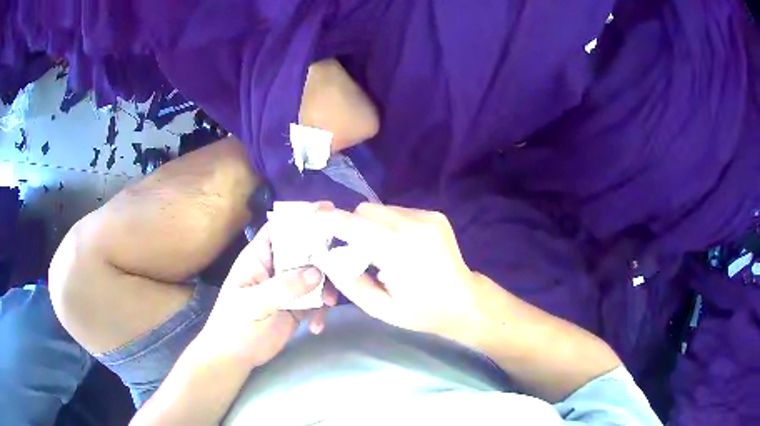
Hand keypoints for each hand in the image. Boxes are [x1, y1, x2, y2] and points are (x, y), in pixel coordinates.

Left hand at [196, 223, 337, 366]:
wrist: (234, 357)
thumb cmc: (234, 325)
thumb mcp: (253, 304)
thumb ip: (283, 287)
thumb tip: (318, 271)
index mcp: (258, 258)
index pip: (280, 229)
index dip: (301, 217)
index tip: (328, 212)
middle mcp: (275, 268)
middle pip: (304, 249)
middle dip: (324, 256)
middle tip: (343, 264)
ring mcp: (287, 288)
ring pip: (315, 275)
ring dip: (327, 287)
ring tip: (329, 304)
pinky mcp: (297, 307)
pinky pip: (317, 300)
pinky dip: (321, 310)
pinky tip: (316, 327)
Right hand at [317, 203, 489, 338]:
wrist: (465, 301)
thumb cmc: (422, 311)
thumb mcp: (380, 308)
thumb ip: (349, 283)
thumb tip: (326, 258)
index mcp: (397, 250)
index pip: (353, 225)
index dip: (330, 219)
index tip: (313, 217)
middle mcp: (413, 225)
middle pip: (365, 210)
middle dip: (353, 226)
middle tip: (357, 251)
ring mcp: (427, 217)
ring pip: (382, 209)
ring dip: (373, 226)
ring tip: (383, 252)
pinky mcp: (435, 215)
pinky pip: (399, 212)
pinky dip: (390, 225)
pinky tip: (401, 247)